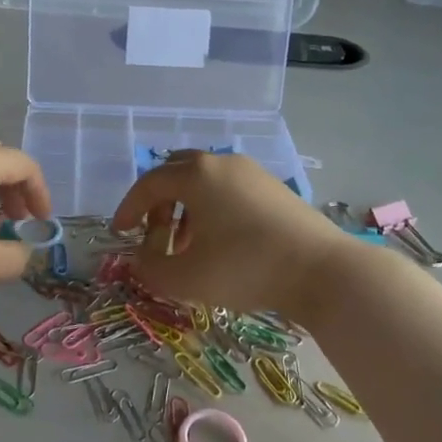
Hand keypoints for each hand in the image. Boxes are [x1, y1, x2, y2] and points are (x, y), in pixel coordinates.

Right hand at [110, 151, 356, 318]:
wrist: (322, 271)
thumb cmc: (245, 268)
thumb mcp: (187, 278)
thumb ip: (150, 269)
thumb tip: (140, 259)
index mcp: (195, 175)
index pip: (149, 184)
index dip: (128, 208)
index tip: (119, 233)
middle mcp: (222, 163)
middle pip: (176, 173)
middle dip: (158, 204)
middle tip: (154, 236)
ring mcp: (252, 172)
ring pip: (204, 182)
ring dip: (186, 209)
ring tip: (187, 246)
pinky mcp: (274, 188)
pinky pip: (228, 190)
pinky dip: (212, 210)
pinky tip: (221, 243)